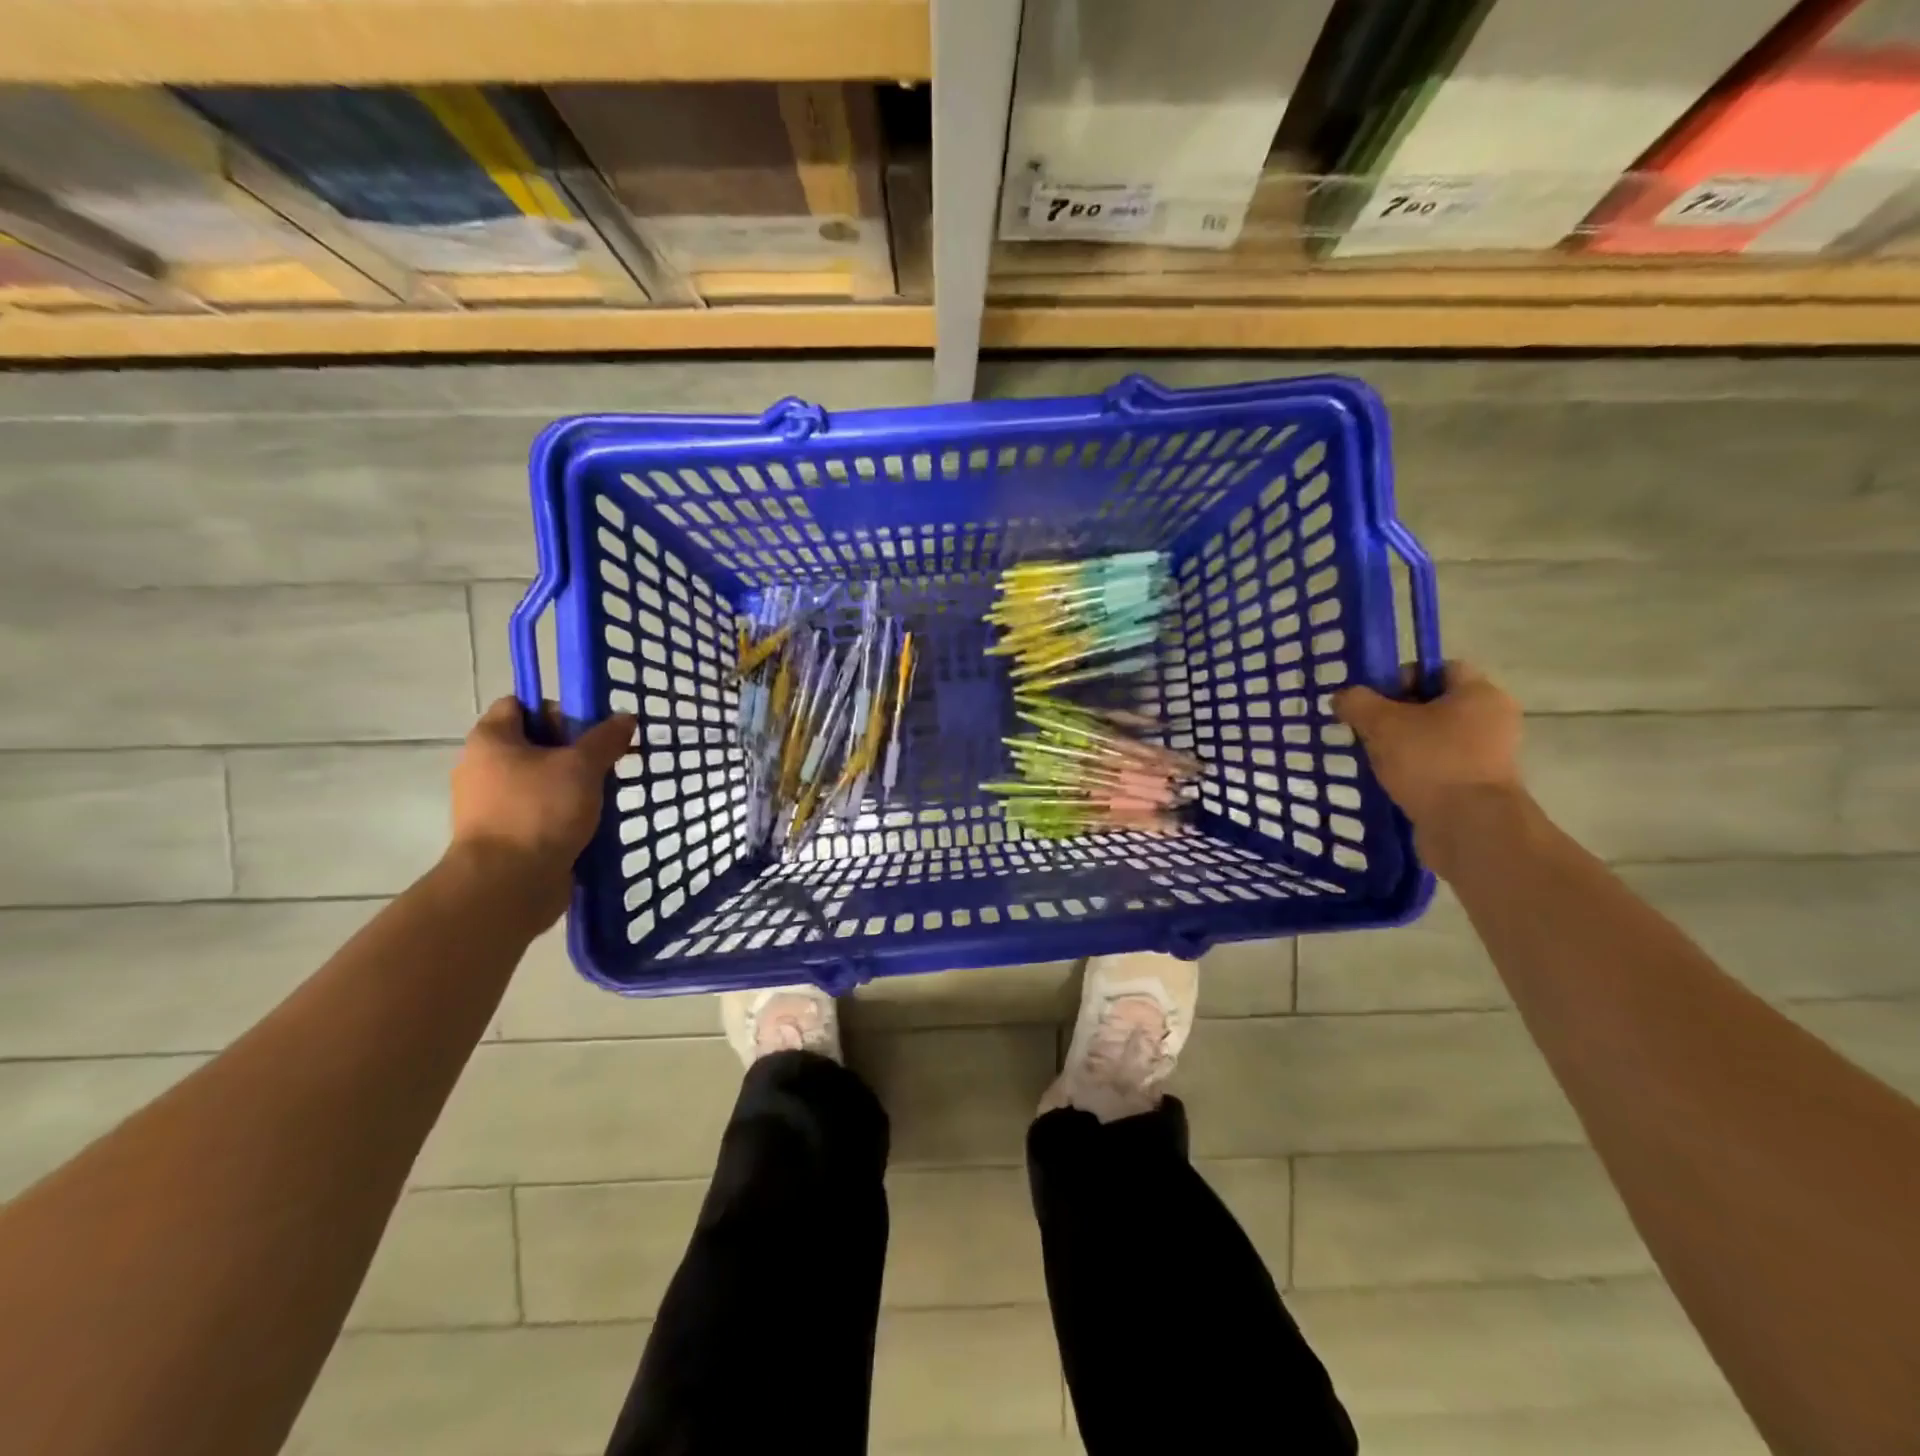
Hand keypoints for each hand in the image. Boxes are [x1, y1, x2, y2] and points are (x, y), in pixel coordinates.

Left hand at [448, 699, 635, 915]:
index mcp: (491, 740)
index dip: (557, 709)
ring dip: (573, 784)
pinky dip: (564, 812)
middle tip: (606, 761)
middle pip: (534, 743)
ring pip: (541, 780)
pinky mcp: (505, 835)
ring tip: (605, 794)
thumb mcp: (582, 766)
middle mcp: (483, 767)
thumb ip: (606, 739)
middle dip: (573, 750)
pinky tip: (592, 821)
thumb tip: (625, 717)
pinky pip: (539, 811)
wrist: (507, 885)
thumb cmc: (539, 812)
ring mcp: (491, 804)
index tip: (590, 729)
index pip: (520, 704)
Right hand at [1332, 662, 1524, 842]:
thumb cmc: (1430, 761)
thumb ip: (1357, 703)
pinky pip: (1440, 767)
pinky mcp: (1479, 787)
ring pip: (1435, 738)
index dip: (1402, 677)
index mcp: (1479, 693)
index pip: (1439, 668)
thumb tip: (1343, 697)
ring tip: (1375, 759)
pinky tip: (1392, 782)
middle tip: (1367, 730)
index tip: (1375, 701)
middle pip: (1434, 704)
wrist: (1469, 827)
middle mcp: (1492, 719)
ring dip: (1403, 746)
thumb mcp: (1382, 723)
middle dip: (1397, 715)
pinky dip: (1416, 771)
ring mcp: (1489, 756)